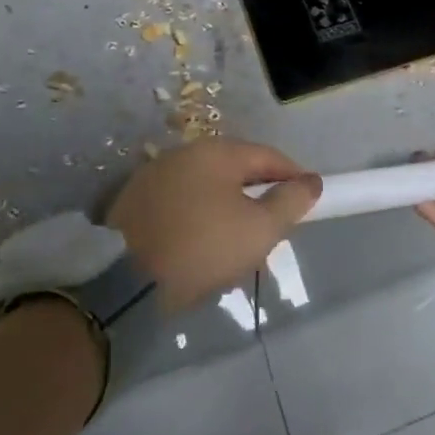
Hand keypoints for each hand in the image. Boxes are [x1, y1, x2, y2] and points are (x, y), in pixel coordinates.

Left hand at [107, 138, 320, 309]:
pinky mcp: (133, 203)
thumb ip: (290, 202)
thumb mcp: (260, 229)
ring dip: (228, 210)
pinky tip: (200, 248)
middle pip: (236, 171)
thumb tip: (311, 181)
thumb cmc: (203, 247)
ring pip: (207, 189)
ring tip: (236, 246)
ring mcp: (154, 176)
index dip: (293, 177)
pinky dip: (198, 219)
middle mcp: (184, 153)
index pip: (268, 156)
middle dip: (259, 197)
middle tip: (272, 231)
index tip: (307, 202)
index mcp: (217, 152)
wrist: (123, 282)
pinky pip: (181, 205)